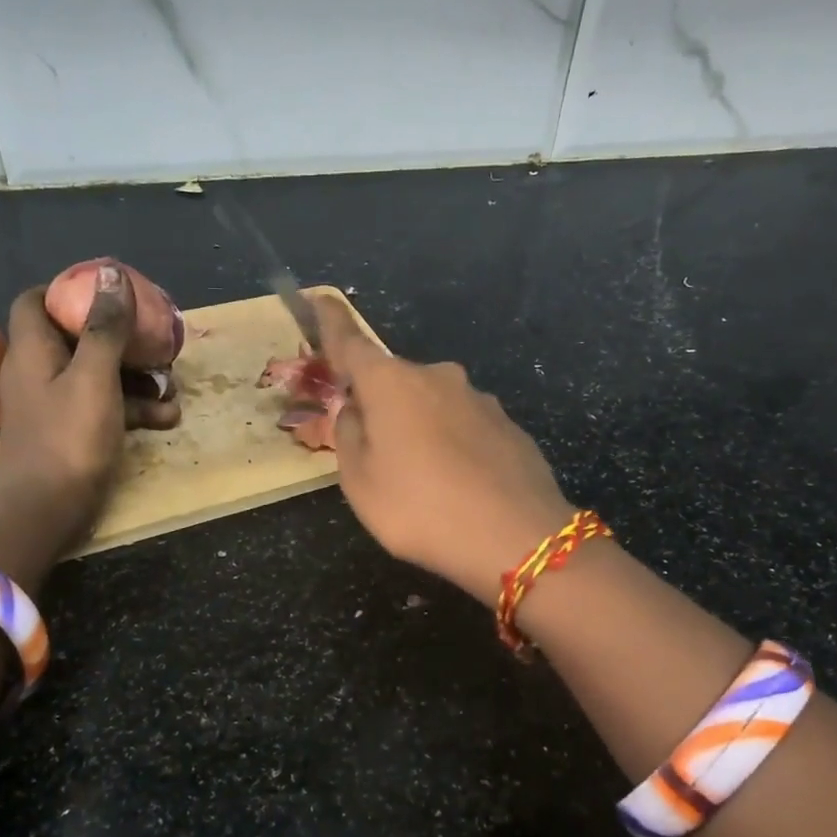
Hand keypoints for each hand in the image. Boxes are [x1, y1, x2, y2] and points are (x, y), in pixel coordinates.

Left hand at [0, 265, 178, 586]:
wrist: (47, 508)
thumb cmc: (68, 435)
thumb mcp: (93, 375)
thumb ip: (104, 326)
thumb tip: (111, 272)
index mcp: (33, 349)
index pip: (35, 300)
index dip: (67, 290)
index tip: (107, 291)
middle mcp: (39, 370)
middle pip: (76, 336)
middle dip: (120, 337)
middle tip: (154, 338)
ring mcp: (56, 403)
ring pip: (99, 374)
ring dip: (137, 377)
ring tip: (174, 385)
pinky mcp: (73, 431)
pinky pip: (106, 407)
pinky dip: (134, 408)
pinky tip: (168, 417)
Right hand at [315, 295, 571, 605]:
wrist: (516, 539)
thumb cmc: (421, 509)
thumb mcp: (360, 483)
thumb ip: (349, 437)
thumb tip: (356, 410)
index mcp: (392, 384)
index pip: (351, 343)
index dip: (331, 322)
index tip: (319, 298)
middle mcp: (437, 377)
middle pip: (395, 382)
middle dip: (381, 406)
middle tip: (378, 456)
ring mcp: (480, 399)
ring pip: (434, 405)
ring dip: (421, 429)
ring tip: (425, 482)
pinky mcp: (509, 426)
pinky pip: (466, 428)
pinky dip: (455, 446)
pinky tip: (461, 486)